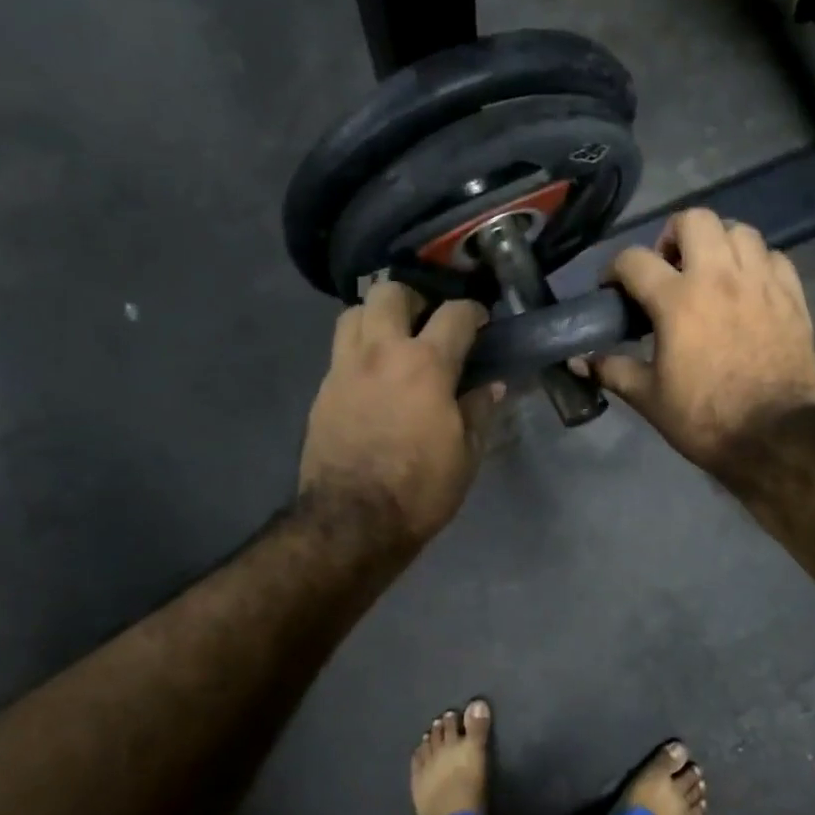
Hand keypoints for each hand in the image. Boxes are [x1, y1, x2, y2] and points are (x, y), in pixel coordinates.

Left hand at [299, 283, 503, 541]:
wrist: (352, 521)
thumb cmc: (420, 489)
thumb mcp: (467, 454)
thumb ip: (480, 410)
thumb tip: (491, 384)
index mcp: (426, 365)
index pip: (455, 314)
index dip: (474, 312)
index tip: (481, 322)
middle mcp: (381, 353)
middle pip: (390, 292)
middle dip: (414, 299)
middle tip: (428, 322)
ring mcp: (344, 369)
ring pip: (353, 313)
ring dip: (377, 317)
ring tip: (394, 341)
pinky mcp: (322, 390)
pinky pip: (340, 351)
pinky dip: (359, 350)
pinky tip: (374, 377)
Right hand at [593, 209, 814, 474]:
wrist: (774, 437)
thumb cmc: (704, 418)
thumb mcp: (649, 398)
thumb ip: (612, 369)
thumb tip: (578, 361)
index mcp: (677, 300)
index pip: (634, 259)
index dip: (615, 270)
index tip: (614, 289)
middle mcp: (719, 277)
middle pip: (694, 220)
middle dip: (673, 236)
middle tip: (669, 268)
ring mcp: (761, 283)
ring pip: (740, 231)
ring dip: (719, 244)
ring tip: (712, 273)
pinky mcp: (792, 296)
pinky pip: (775, 257)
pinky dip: (757, 263)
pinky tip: (749, 288)